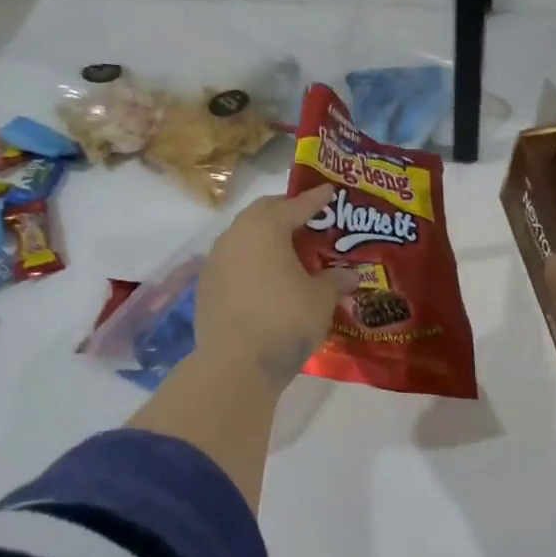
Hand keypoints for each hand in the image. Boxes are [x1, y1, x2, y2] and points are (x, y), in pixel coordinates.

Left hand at [194, 184, 358, 387]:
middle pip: (262, 215)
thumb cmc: (286, 318)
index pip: (294, 205)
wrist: (237, 364)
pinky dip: (252, 266)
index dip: (315, 200)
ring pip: (243, 240)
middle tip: (307, 220)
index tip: (329, 192)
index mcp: (264, 227)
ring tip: (288, 253)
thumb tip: (350, 276)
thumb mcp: (321, 299)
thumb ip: (335, 281)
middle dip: (284, 214)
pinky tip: (266, 282)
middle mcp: (234, 236)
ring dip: (265, 242)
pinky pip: (234, 266)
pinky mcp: (205, 289)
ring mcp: (214, 263)